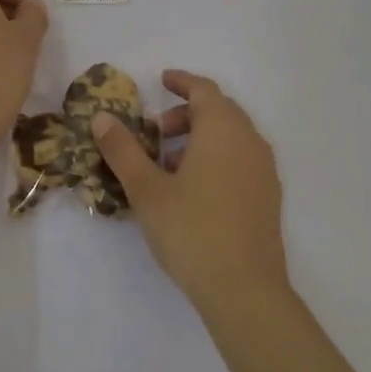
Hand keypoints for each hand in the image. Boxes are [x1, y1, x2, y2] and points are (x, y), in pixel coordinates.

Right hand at [90, 70, 288, 311]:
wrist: (245, 291)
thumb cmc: (191, 230)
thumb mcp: (147, 189)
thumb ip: (123, 150)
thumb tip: (102, 118)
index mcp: (222, 129)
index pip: (204, 89)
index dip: (181, 82)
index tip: (161, 80)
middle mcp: (249, 141)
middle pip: (219, 111)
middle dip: (186, 114)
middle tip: (155, 132)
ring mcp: (264, 170)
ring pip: (231, 136)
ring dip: (200, 138)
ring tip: (168, 165)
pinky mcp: (268, 197)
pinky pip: (241, 159)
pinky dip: (217, 157)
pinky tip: (194, 190)